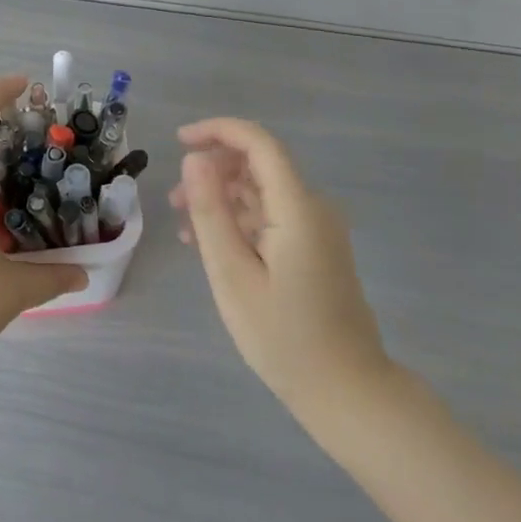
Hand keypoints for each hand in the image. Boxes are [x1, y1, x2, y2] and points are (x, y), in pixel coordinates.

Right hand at [169, 118, 395, 418]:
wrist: (347, 390)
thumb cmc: (282, 336)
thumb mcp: (232, 274)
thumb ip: (211, 212)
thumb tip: (195, 159)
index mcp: (297, 208)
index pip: (259, 143)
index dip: (218, 131)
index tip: (178, 141)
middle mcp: (314, 208)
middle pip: (259, 165)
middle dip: (213, 171)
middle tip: (174, 201)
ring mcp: (319, 229)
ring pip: (263, 191)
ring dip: (223, 198)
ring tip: (185, 226)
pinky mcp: (317, 247)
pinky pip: (274, 216)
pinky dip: (240, 220)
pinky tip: (213, 245)